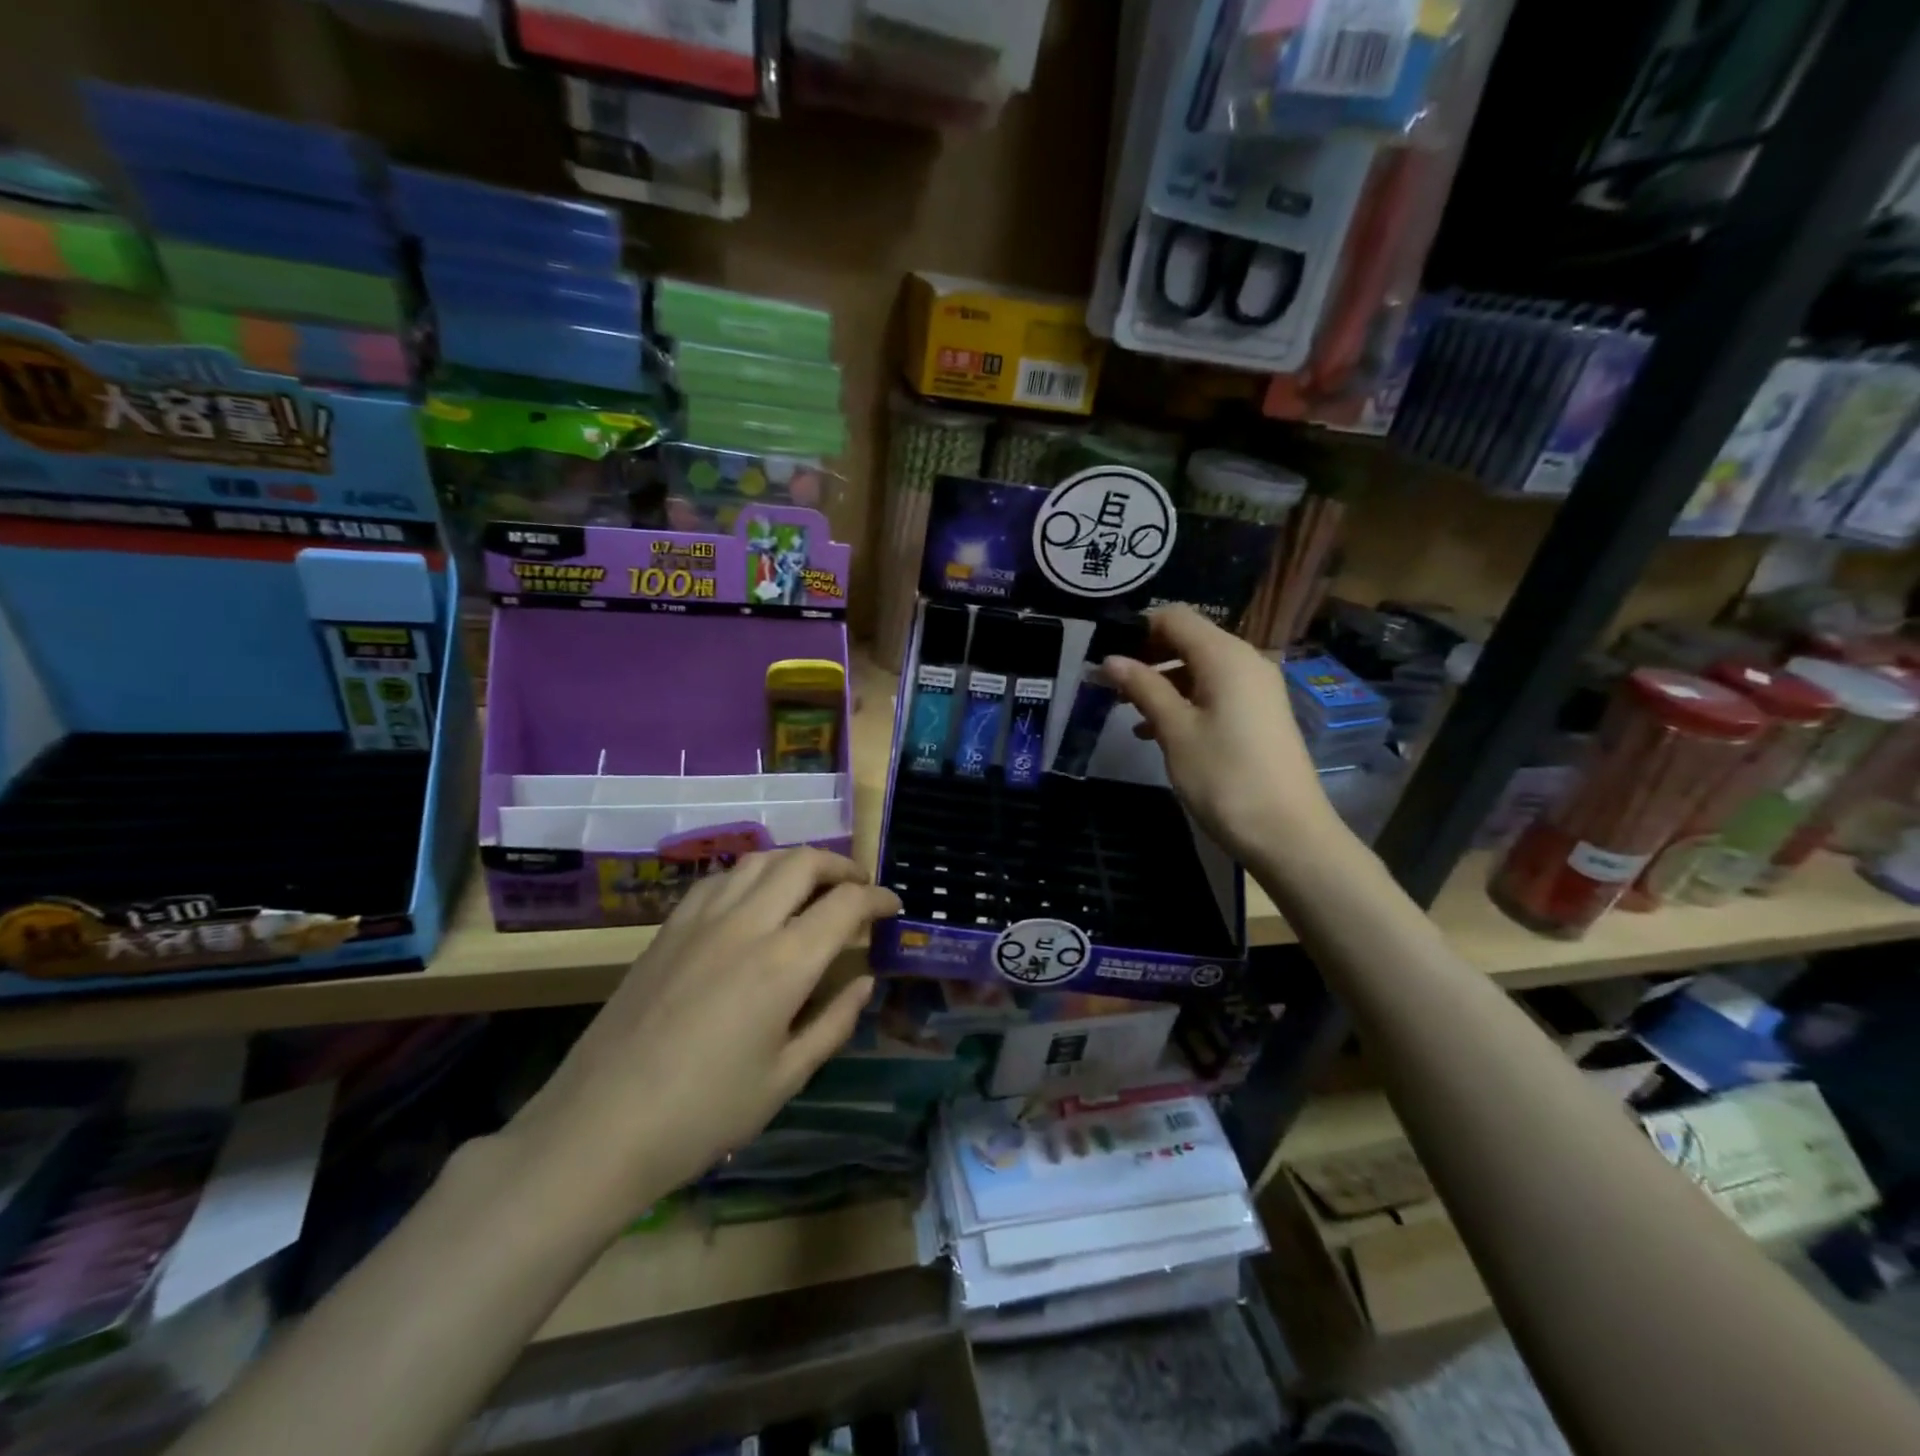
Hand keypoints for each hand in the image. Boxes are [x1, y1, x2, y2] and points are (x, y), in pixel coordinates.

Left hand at [503, 849, 900, 1226]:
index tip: (893, 908)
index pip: (846, 904)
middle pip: (804, 862)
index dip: (878, 899)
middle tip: (859, 889)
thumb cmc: (704, 1114)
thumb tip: (864, 982)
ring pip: (760, 859)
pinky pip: (720, 878)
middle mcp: (747, 924)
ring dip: (797, 862)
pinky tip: (754, 899)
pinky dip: (752, 874)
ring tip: (813, 885)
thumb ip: (834, 1022)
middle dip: (842, 867)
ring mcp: (702, 920)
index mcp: (784, 963)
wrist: (599, 1126)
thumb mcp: (785, 1078)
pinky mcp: (669, 928)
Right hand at [1103, 604, 1346, 866]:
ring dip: (1162, 681)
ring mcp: (1256, 689)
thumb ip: (1143, 688)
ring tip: (1126, 708)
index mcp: (1226, 656)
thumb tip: (1111, 660)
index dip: (1136, 629)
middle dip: (1146, 656)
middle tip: (1109, 683)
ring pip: (1199, 668)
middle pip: (1188, 640)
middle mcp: (1246, 661)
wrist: (1287, 833)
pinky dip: (1183, 701)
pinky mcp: (1258, 714)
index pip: (1175, 618)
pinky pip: (1214, 691)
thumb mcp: (1175, 730)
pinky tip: (1154, 731)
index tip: (1103, 653)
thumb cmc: (1224, 777)